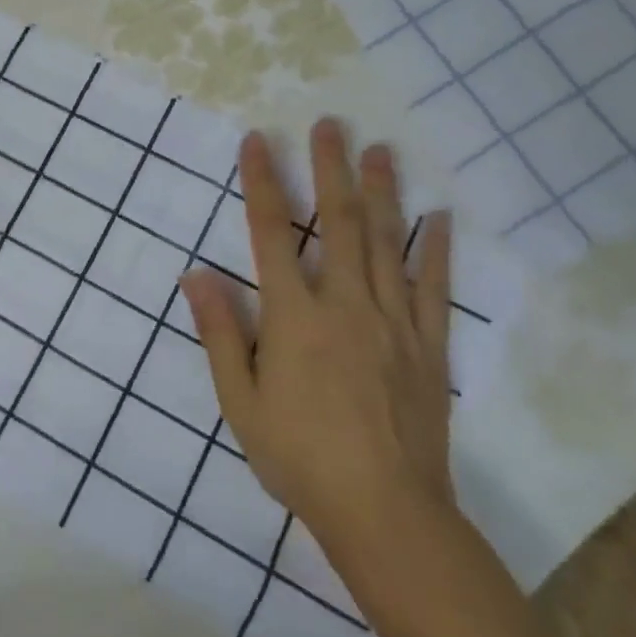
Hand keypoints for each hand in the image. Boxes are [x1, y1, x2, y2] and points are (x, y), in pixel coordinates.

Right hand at [181, 122, 454, 550]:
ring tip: (380, 149)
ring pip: (386, 242)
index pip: (270, 233)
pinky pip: (433, 288)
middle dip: (330, 168)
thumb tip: (196, 275)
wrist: (385, 512)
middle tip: (330, 124)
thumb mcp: (240, 402)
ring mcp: (392, 321)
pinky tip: (439, 218)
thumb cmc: (300, 457)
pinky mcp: (428, 345)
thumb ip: (221, 333)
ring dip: (381, 191)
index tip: (259, 140)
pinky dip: (436, 250)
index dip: (262, 182)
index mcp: (294, 316)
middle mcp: (344, 304)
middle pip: (337, 222)